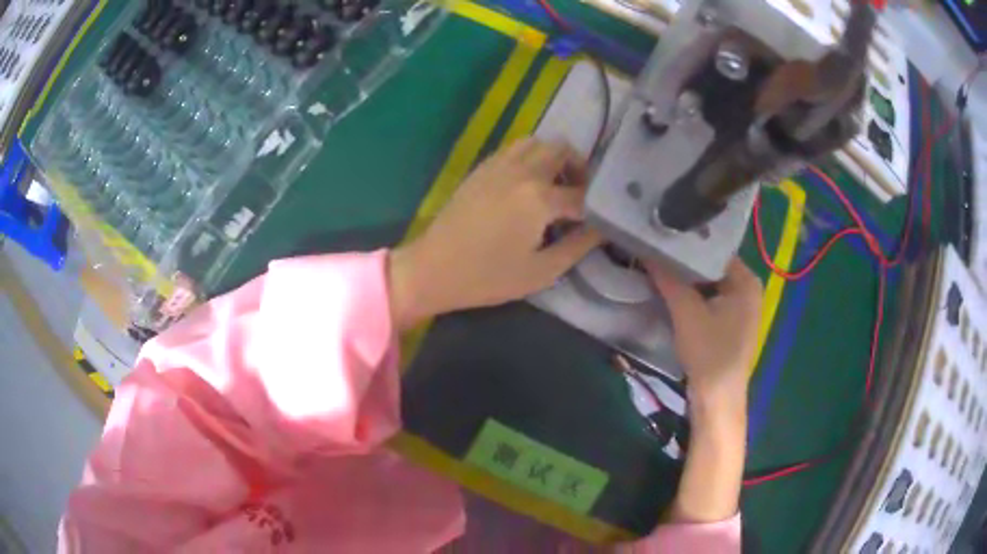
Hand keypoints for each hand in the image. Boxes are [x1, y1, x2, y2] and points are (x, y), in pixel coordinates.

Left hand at [388, 139, 601, 329]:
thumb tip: (601, 229)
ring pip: (537, 142)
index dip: (596, 207)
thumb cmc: (487, 277)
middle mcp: (522, 172)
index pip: (582, 194)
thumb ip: (577, 247)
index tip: (601, 219)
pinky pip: (514, 149)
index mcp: (539, 198)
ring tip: (554, 184)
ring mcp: (498, 166)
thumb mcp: (541, 271)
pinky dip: (530, 157)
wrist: (433, 269)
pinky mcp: (481, 169)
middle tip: (580, 193)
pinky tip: (527, 184)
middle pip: (562, 150)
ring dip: (553, 157)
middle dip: (579, 169)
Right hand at [647, 258, 761, 524]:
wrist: (717, 400)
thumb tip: (647, 249)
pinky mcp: (730, 323)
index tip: (662, 235)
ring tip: (658, 264)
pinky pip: (709, 299)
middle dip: (684, 261)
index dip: (687, 243)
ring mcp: (740, 307)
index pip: (714, 249)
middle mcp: (748, 289)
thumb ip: (669, 279)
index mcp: (746, 281)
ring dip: (686, 279)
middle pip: (711, 266)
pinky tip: (671, 290)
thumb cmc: (710, 353)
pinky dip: (692, 295)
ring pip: (708, 284)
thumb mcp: (687, 313)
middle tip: (656, 248)